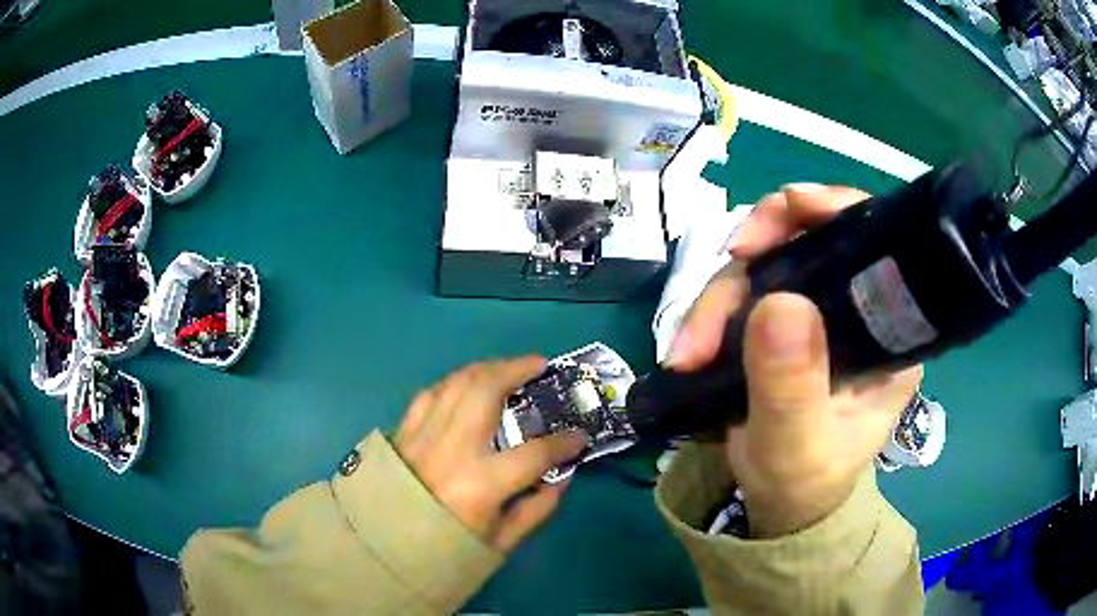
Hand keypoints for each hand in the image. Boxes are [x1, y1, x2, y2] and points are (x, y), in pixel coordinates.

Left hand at [394, 357, 586, 551]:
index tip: (579, 437)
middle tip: (539, 365)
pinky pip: (430, 394)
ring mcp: (422, 436)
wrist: (383, 550)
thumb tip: (562, 475)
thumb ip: (536, 508)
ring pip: (457, 383)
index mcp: (480, 485)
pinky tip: (467, 385)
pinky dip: (453, 383)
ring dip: (487, 368)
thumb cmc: (445, 551)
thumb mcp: (500, 543)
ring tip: (508, 368)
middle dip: (517, 370)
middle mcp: (451, 450)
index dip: (564, 443)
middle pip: (486, 391)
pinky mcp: (402, 433)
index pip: (534, 453)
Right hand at [668, 184, 922, 537]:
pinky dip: (709, 311)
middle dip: (753, 261)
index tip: (786, 209)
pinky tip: (689, 346)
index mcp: (888, 329)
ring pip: (764, 264)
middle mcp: (857, 307)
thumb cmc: (803, 481)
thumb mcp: (797, 445)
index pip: (875, 240)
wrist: (778, 503)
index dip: (832, 209)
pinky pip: (742, 289)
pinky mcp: (781, 321)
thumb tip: (778, 303)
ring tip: (687, 352)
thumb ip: (791, 386)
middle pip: (807, 241)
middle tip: (711, 304)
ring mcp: (816, 310)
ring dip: (718, 298)